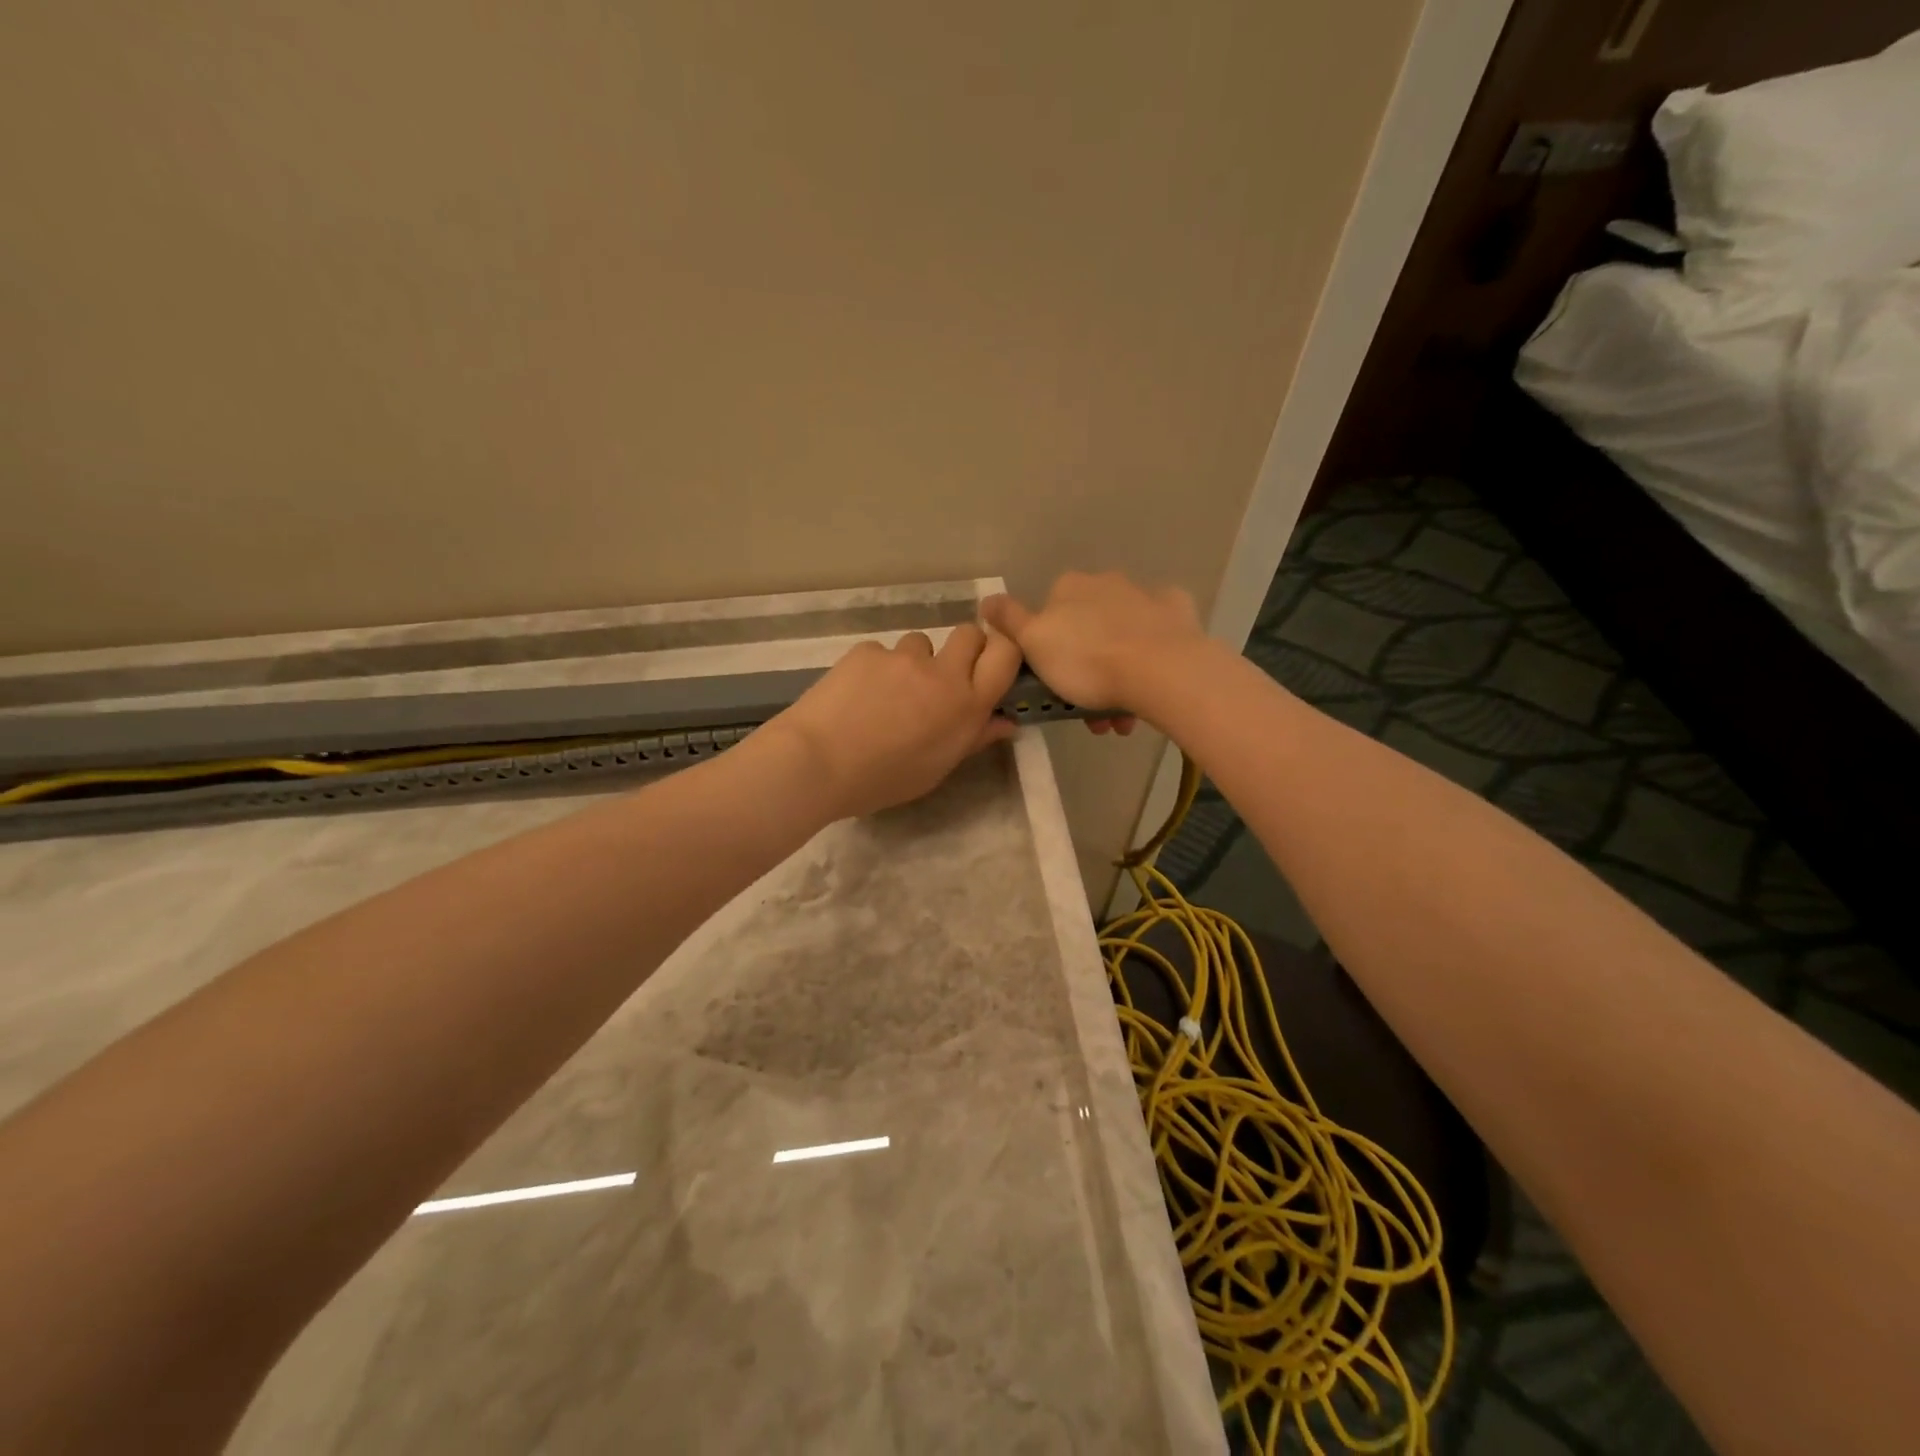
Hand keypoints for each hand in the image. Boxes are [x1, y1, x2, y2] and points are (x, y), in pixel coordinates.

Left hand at [766, 624, 1022, 819]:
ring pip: (921, 643)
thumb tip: (1006, 722)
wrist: (818, 762)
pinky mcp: (867, 650)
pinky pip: (882, 652)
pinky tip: (856, 695)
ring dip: (915, 661)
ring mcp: (902, 657)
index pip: (1006, 653)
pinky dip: (876, 669)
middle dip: (964, 648)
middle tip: (944, 676)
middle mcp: (942, 672)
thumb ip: (974, 739)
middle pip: (969, 633)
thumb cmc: (883, 779)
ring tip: (889, 693)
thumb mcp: (937, 768)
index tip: (990, 664)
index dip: (1003, 650)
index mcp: (966, 705)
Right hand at [981, 572, 1206, 728]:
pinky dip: (1151, 655)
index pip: (1049, 613)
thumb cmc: (1087, 661)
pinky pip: (1158, 635)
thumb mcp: (1033, 644)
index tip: (1053, 681)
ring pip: (1122, 637)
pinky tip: (1151, 682)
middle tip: (1086, 710)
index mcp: (1070, 587)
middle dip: (1085, 667)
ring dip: (1116, 673)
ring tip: (1118, 719)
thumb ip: (1008, 621)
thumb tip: (986, 599)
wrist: (1160, 671)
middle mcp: (1107, 582)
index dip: (1048, 649)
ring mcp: (1146, 596)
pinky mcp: (1179, 613)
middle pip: (1088, 627)